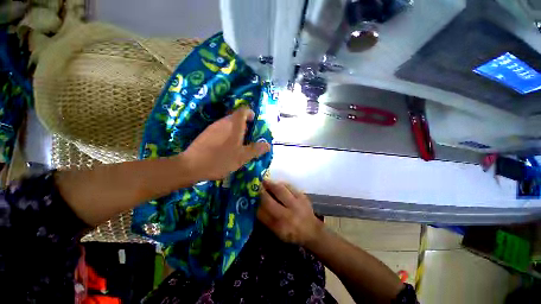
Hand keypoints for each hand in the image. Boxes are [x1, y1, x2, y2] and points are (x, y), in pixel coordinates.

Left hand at [183, 107, 270, 180]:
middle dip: (245, 126)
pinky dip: (227, 135)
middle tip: (250, 138)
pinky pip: (221, 130)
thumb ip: (256, 149)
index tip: (255, 123)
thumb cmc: (221, 159)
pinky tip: (227, 148)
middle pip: (237, 117)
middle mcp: (223, 122)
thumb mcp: (242, 156)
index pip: (244, 110)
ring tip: (240, 145)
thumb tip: (268, 145)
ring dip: (236, 131)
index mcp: (234, 124)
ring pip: (228, 124)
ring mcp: (213, 127)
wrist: (191, 166)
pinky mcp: (206, 134)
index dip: (251, 114)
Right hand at [257, 180, 322, 245]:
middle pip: (270, 200)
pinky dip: (282, 184)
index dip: (256, 203)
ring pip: (280, 190)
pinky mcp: (302, 196)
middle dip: (261, 191)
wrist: (312, 231)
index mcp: (280, 226)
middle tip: (256, 185)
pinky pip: (290, 186)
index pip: (263, 213)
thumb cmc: (292, 233)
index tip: (250, 195)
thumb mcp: (277, 232)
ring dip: (271, 184)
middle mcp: (288, 214)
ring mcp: (296, 204)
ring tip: (266, 181)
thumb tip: (256, 206)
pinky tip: (278, 184)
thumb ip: (266, 219)